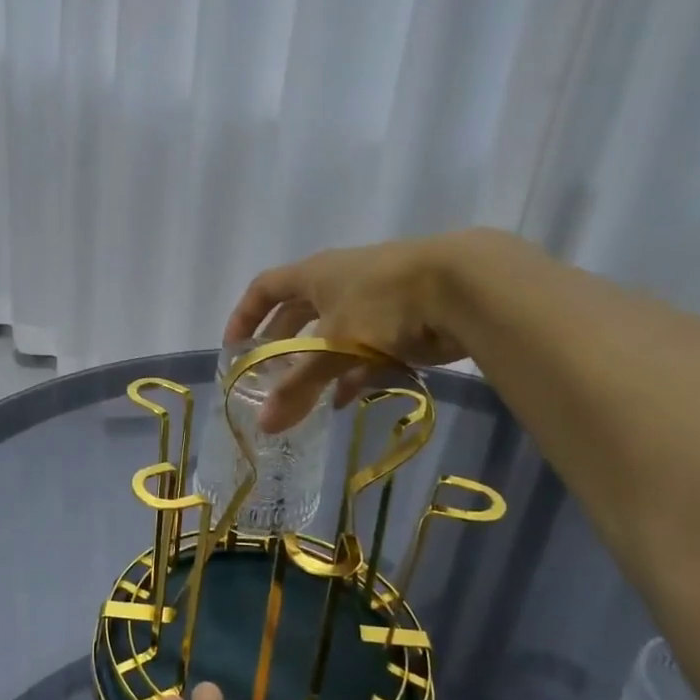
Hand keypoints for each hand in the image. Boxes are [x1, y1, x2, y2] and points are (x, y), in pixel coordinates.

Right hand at [224, 229, 523, 430]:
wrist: (466, 286)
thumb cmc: (383, 304)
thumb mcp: (333, 347)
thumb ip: (298, 386)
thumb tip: (263, 425)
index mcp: (314, 275)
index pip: (265, 288)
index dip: (245, 315)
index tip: (233, 348)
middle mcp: (340, 281)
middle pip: (298, 313)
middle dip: (280, 345)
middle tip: (266, 378)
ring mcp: (373, 299)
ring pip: (333, 333)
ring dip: (317, 364)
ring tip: (305, 397)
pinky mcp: (403, 318)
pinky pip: (366, 347)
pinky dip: (352, 371)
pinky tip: (346, 398)